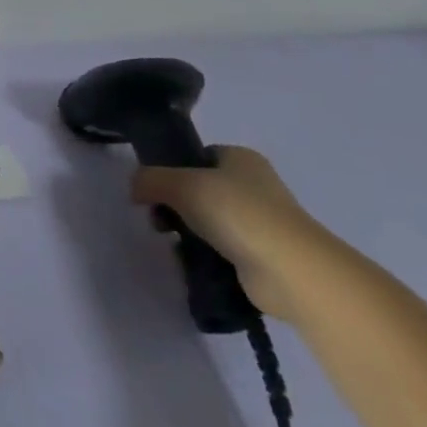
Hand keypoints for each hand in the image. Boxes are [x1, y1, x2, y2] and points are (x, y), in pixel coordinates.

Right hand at [129, 145, 333, 322]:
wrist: (291, 271)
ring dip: (187, 230)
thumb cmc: (236, 212)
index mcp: (241, 158)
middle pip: (199, 188)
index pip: (198, 155)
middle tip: (159, 218)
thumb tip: (135, 189)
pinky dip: (204, 254)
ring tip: (174, 242)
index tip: (155, 187)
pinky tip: (193, 260)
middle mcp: (255, 185)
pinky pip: (221, 248)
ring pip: (207, 220)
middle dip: (175, 203)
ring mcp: (261, 222)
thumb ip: (149, 179)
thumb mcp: (180, 184)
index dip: (172, 168)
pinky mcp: (262, 255)